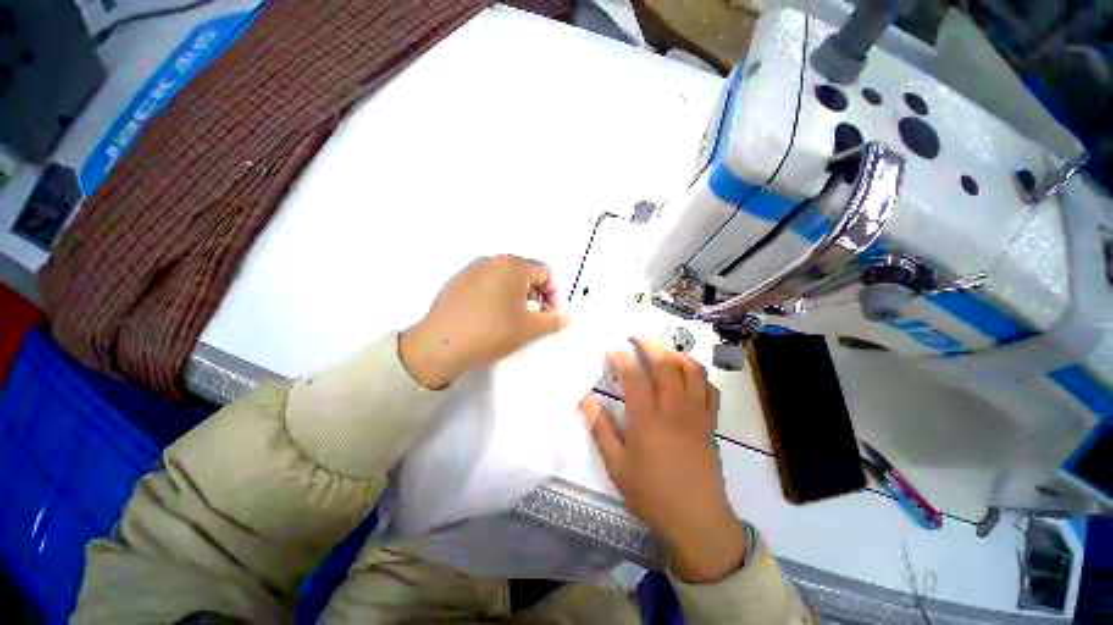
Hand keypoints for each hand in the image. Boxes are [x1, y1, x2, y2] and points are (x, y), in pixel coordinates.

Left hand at [399, 255, 569, 388]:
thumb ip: (553, 320)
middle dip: (534, 295)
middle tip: (532, 318)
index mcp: (513, 265)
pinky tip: (489, 319)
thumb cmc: (492, 332)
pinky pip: (485, 284)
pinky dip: (495, 297)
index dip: (553, 294)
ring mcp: (471, 270)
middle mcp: (492, 261)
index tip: (548, 315)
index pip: (545, 273)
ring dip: (515, 296)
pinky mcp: (456, 283)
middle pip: (524, 273)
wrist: (441, 345)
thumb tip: (565, 317)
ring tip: (511, 320)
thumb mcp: (530, 329)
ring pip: (504, 279)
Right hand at [580, 338, 745, 582]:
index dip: (622, 357)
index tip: (612, 349)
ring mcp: (696, 414)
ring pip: (691, 371)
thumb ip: (601, 430)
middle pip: (666, 364)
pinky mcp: (710, 423)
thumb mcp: (617, 466)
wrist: (696, 520)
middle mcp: (673, 409)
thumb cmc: (651, 493)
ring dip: (676, 353)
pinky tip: (689, 373)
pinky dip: (699, 374)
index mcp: (647, 419)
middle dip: (650, 344)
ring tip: (663, 349)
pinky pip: (710, 389)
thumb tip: (586, 400)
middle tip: (637, 336)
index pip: (634, 376)